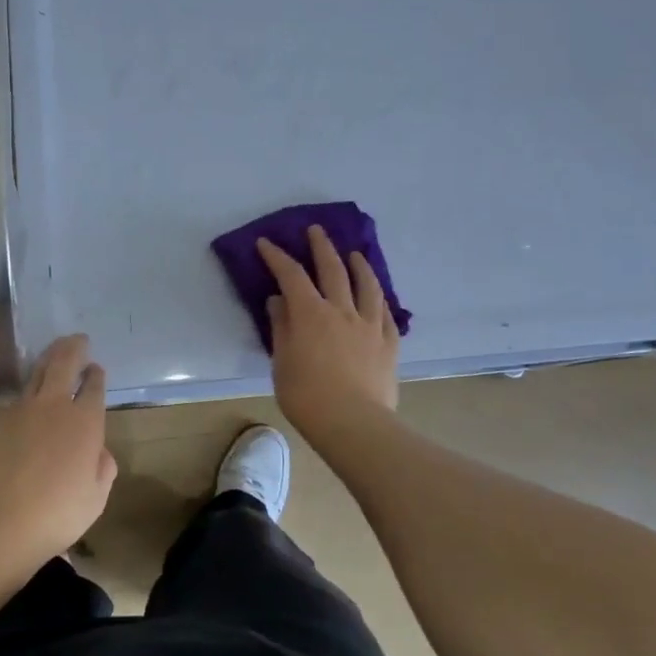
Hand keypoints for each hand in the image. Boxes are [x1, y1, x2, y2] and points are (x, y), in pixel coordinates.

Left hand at [0, 335, 117, 576]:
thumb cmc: (55, 517)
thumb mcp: (95, 499)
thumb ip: (102, 469)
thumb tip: (98, 452)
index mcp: (85, 422)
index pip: (94, 386)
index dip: (96, 374)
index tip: (96, 368)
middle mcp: (52, 406)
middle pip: (64, 363)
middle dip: (73, 347)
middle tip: (78, 339)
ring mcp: (17, 411)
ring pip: (34, 376)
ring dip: (46, 363)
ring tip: (50, 357)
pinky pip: (8, 410)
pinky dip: (18, 410)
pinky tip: (16, 424)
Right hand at [257, 226, 400, 432]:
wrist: (354, 424)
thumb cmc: (307, 396)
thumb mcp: (282, 362)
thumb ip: (282, 328)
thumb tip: (279, 301)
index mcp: (310, 314)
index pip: (292, 275)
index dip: (278, 257)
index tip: (267, 243)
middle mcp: (342, 311)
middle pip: (333, 270)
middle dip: (322, 247)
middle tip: (316, 230)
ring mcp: (370, 326)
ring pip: (367, 287)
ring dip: (360, 266)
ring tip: (356, 254)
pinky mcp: (389, 344)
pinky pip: (387, 315)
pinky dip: (380, 301)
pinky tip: (379, 297)